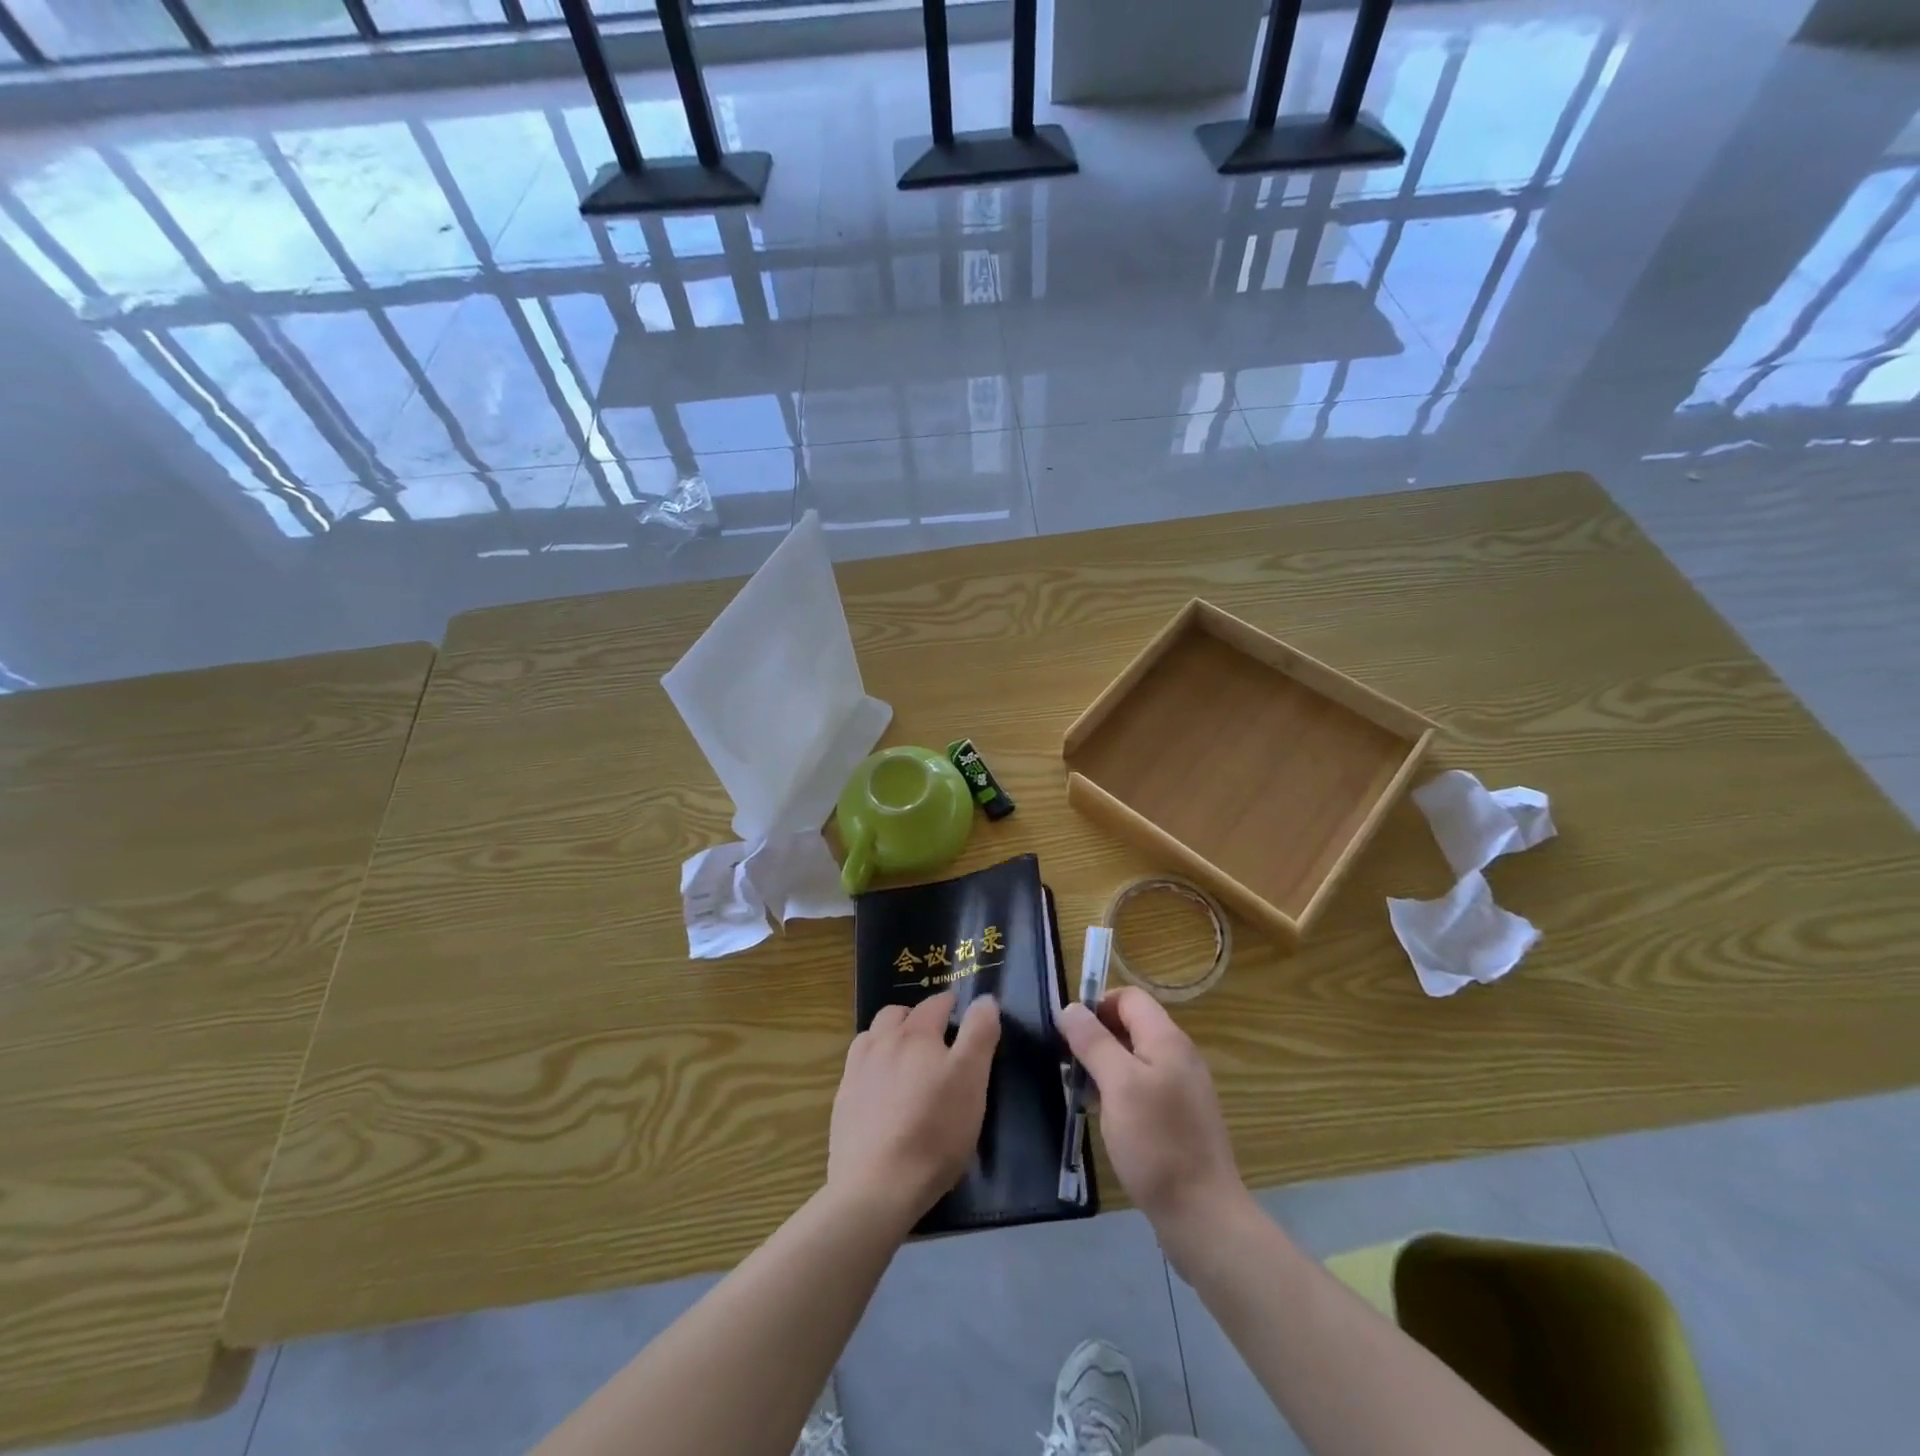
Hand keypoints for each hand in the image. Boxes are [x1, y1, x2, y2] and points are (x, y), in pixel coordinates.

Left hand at [828, 991, 1000, 1229]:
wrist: (877, 1187)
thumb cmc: (935, 1130)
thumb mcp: (972, 1080)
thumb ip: (979, 1034)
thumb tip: (985, 999)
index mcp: (916, 1034)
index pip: (935, 1004)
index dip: (950, 1004)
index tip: (960, 1012)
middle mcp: (881, 1043)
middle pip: (895, 1014)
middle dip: (915, 1016)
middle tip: (934, 1037)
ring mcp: (856, 1072)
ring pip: (872, 1037)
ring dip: (888, 1037)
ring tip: (904, 1059)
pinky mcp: (842, 1102)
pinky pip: (857, 1068)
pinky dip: (871, 1066)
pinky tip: (880, 1090)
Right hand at [1059, 988, 1248, 1246]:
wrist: (1203, 1215)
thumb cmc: (1156, 1143)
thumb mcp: (1117, 1085)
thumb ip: (1093, 1041)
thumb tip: (1070, 1007)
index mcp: (1167, 1040)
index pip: (1129, 998)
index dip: (1097, 1006)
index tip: (1070, 1034)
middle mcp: (1178, 1056)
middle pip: (1131, 1026)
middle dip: (1096, 1038)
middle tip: (1069, 1065)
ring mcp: (1181, 1088)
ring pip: (1134, 1058)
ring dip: (1104, 1067)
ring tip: (1079, 1092)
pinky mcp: (1178, 1117)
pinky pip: (1142, 1087)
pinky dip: (1119, 1091)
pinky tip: (1103, 1116)